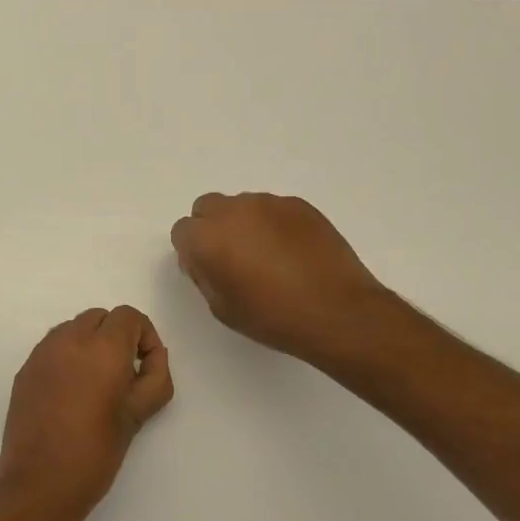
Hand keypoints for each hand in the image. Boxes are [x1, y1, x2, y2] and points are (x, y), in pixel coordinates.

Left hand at [0, 307, 173, 520]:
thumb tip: (153, 356)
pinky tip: (70, 395)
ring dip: (90, 344)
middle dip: (117, 337)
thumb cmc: (96, 452)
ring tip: (96, 385)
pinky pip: (53, 348)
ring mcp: (42, 353)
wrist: (39, 483)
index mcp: (102, 348)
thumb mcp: (138, 415)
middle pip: (100, 318)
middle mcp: (69, 340)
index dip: (144, 336)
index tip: (145, 367)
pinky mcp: (25, 370)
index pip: (128, 316)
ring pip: (74, 329)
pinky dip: (67, 357)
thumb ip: (155, 377)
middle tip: (124, 376)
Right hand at [171, 192, 398, 365]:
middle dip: (212, 228)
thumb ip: (203, 276)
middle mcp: (233, 211)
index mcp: (207, 238)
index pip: (182, 231)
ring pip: (241, 205)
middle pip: (207, 207)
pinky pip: (273, 209)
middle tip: (232, 258)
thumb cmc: (272, 317)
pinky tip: (291, 252)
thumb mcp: (221, 307)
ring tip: (267, 256)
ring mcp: (268, 203)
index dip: (192, 251)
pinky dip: (273, 224)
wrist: (337, 311)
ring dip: (243, 224)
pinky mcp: (299, 205)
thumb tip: (202, 259)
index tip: (208, 270)